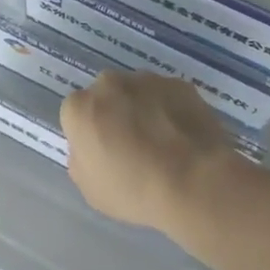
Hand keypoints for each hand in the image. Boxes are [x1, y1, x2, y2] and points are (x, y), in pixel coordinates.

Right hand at [60, 72, 244, 230]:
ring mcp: (147, 80)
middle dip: (114, 114)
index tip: (103, 154)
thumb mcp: (90, 189)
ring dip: (142, 109)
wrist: (194, 181)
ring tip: (162, 142)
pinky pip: (166, 96)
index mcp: (80, 108)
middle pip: (105, 96)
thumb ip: (81, 160)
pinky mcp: (179, 83)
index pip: (75, 114)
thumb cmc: (134, 190)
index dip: (88, 135)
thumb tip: (90, 147)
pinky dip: (170, 110)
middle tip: (131, 146)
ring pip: (137, 92)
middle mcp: (109, 83)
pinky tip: (182, 137)